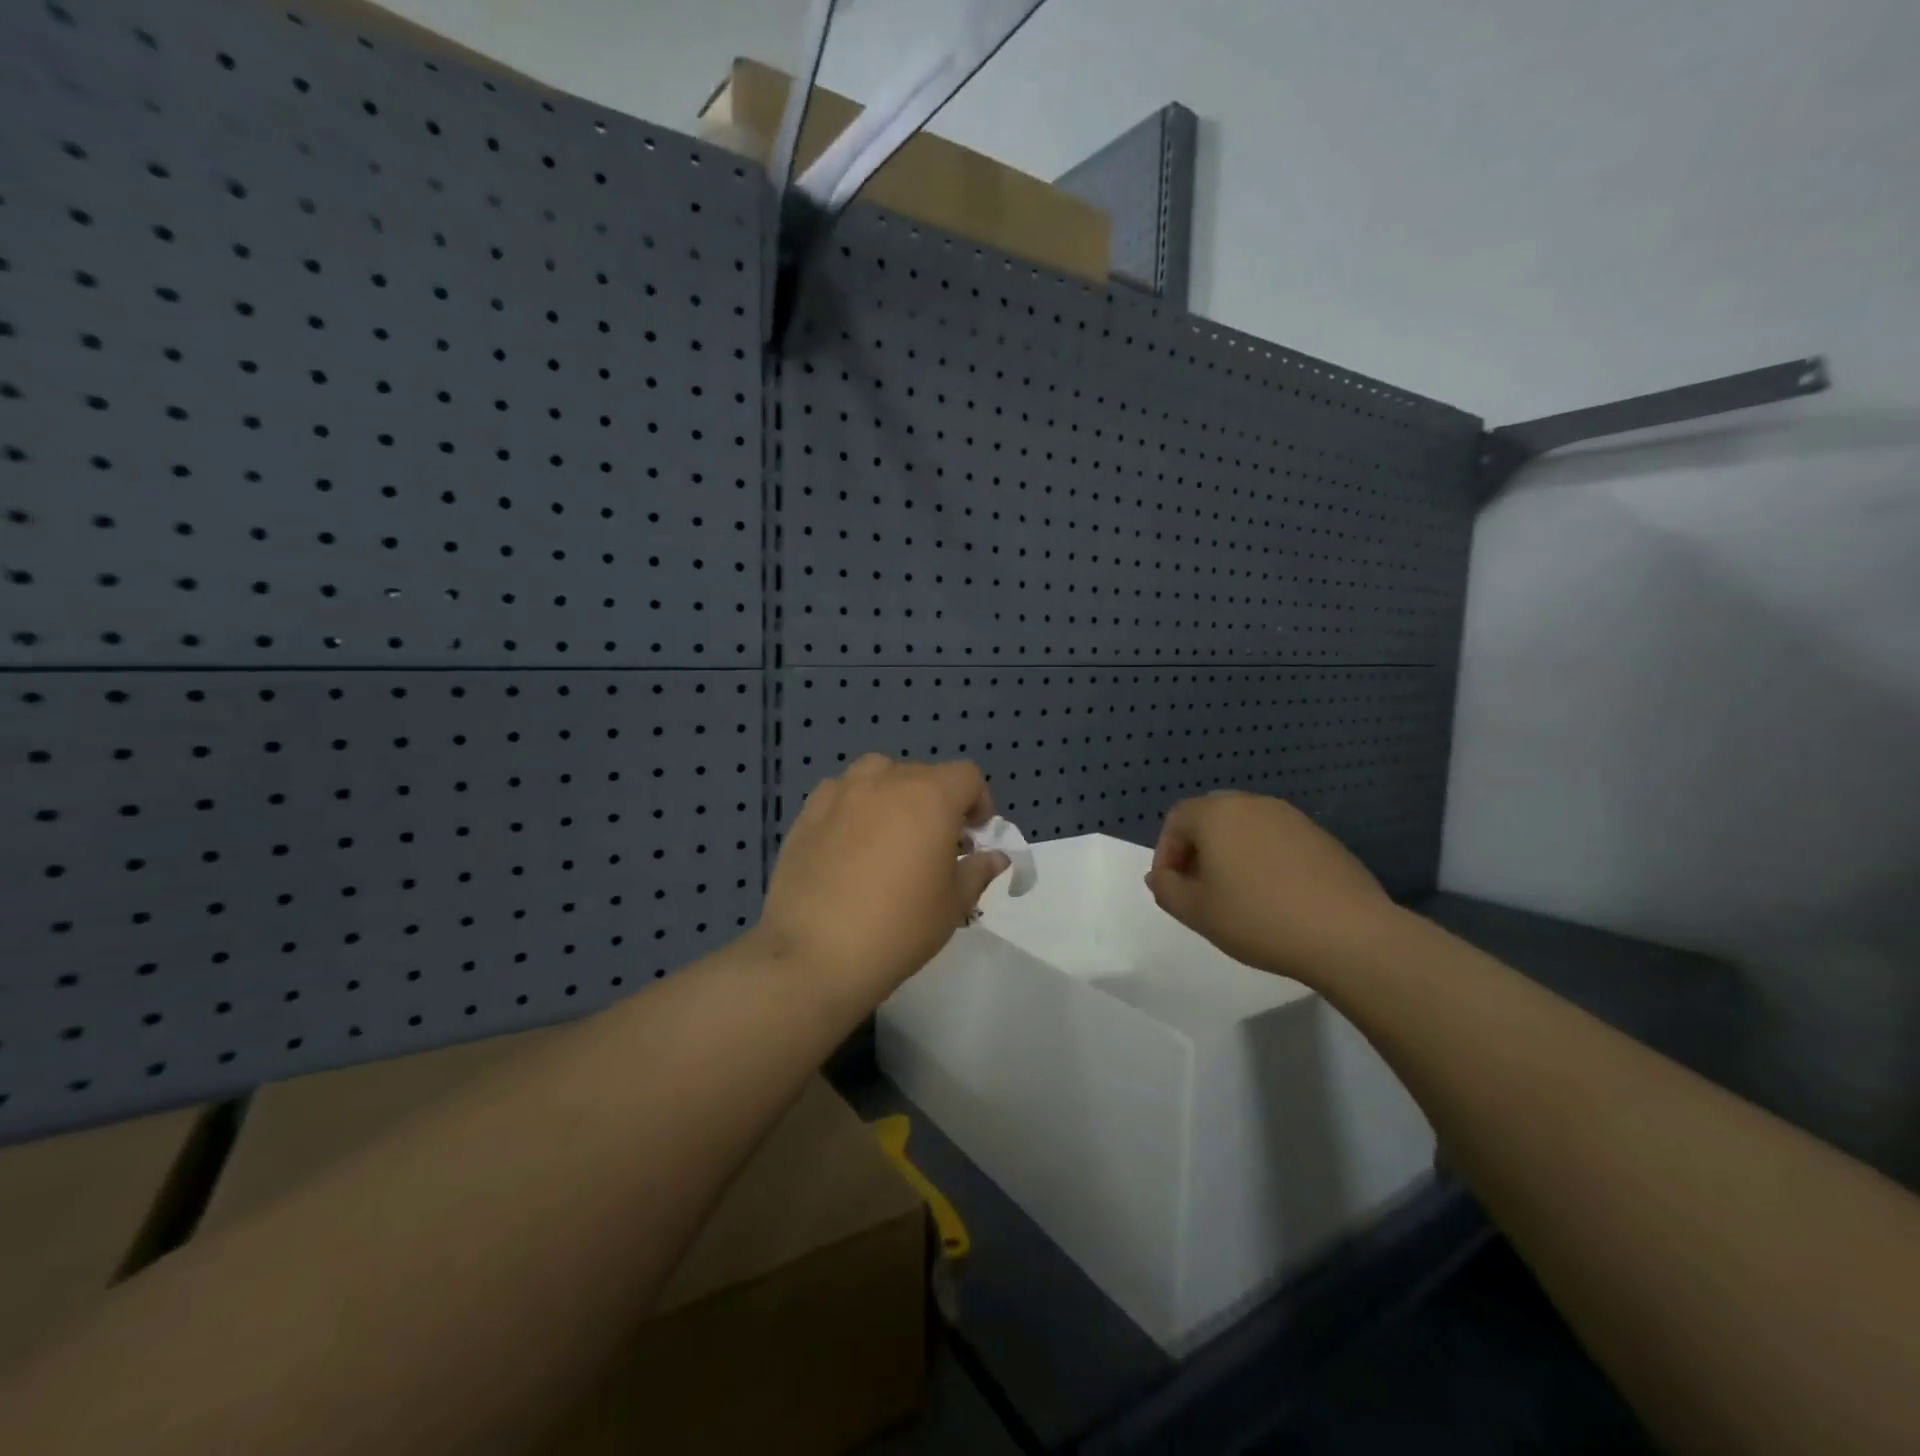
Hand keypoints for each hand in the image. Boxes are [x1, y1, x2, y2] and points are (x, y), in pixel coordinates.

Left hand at [756, 755, 1009, 1010]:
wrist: (815, 953)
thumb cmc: (899, 926)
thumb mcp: (953, 904)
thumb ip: (978, 871)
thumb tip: (994, 857)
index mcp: (930, 796)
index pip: (966, 776)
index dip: (978, 802)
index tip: (973, 836)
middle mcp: (885, 780)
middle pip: (923, 774)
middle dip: (937, 802)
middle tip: (934, 846)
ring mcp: (841, 792)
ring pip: (878, 775)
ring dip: (893, 796)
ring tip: (890, 836)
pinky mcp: (807, 812)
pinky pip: (841, 794)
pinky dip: (854, 807)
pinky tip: (848, 844)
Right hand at [1146, 791, 1396, 984]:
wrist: (1349, 934)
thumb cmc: (1258, 918)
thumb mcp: (1196, 911)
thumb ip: (1167, 889)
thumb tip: (1160, 876)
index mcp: (1217, 813)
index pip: (1176, 820)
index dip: (1165, 853)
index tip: (1171, 888)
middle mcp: (1252, 804)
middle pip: (1211, 819)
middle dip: (1197, 850)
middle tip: (1199, 889)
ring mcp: (1292, 818)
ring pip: (1246, 829)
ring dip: (1231, 855)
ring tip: (1237, 896)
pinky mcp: (1321, 838)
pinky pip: (1277, 841)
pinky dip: (1264, 861)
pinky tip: (1275, 897)